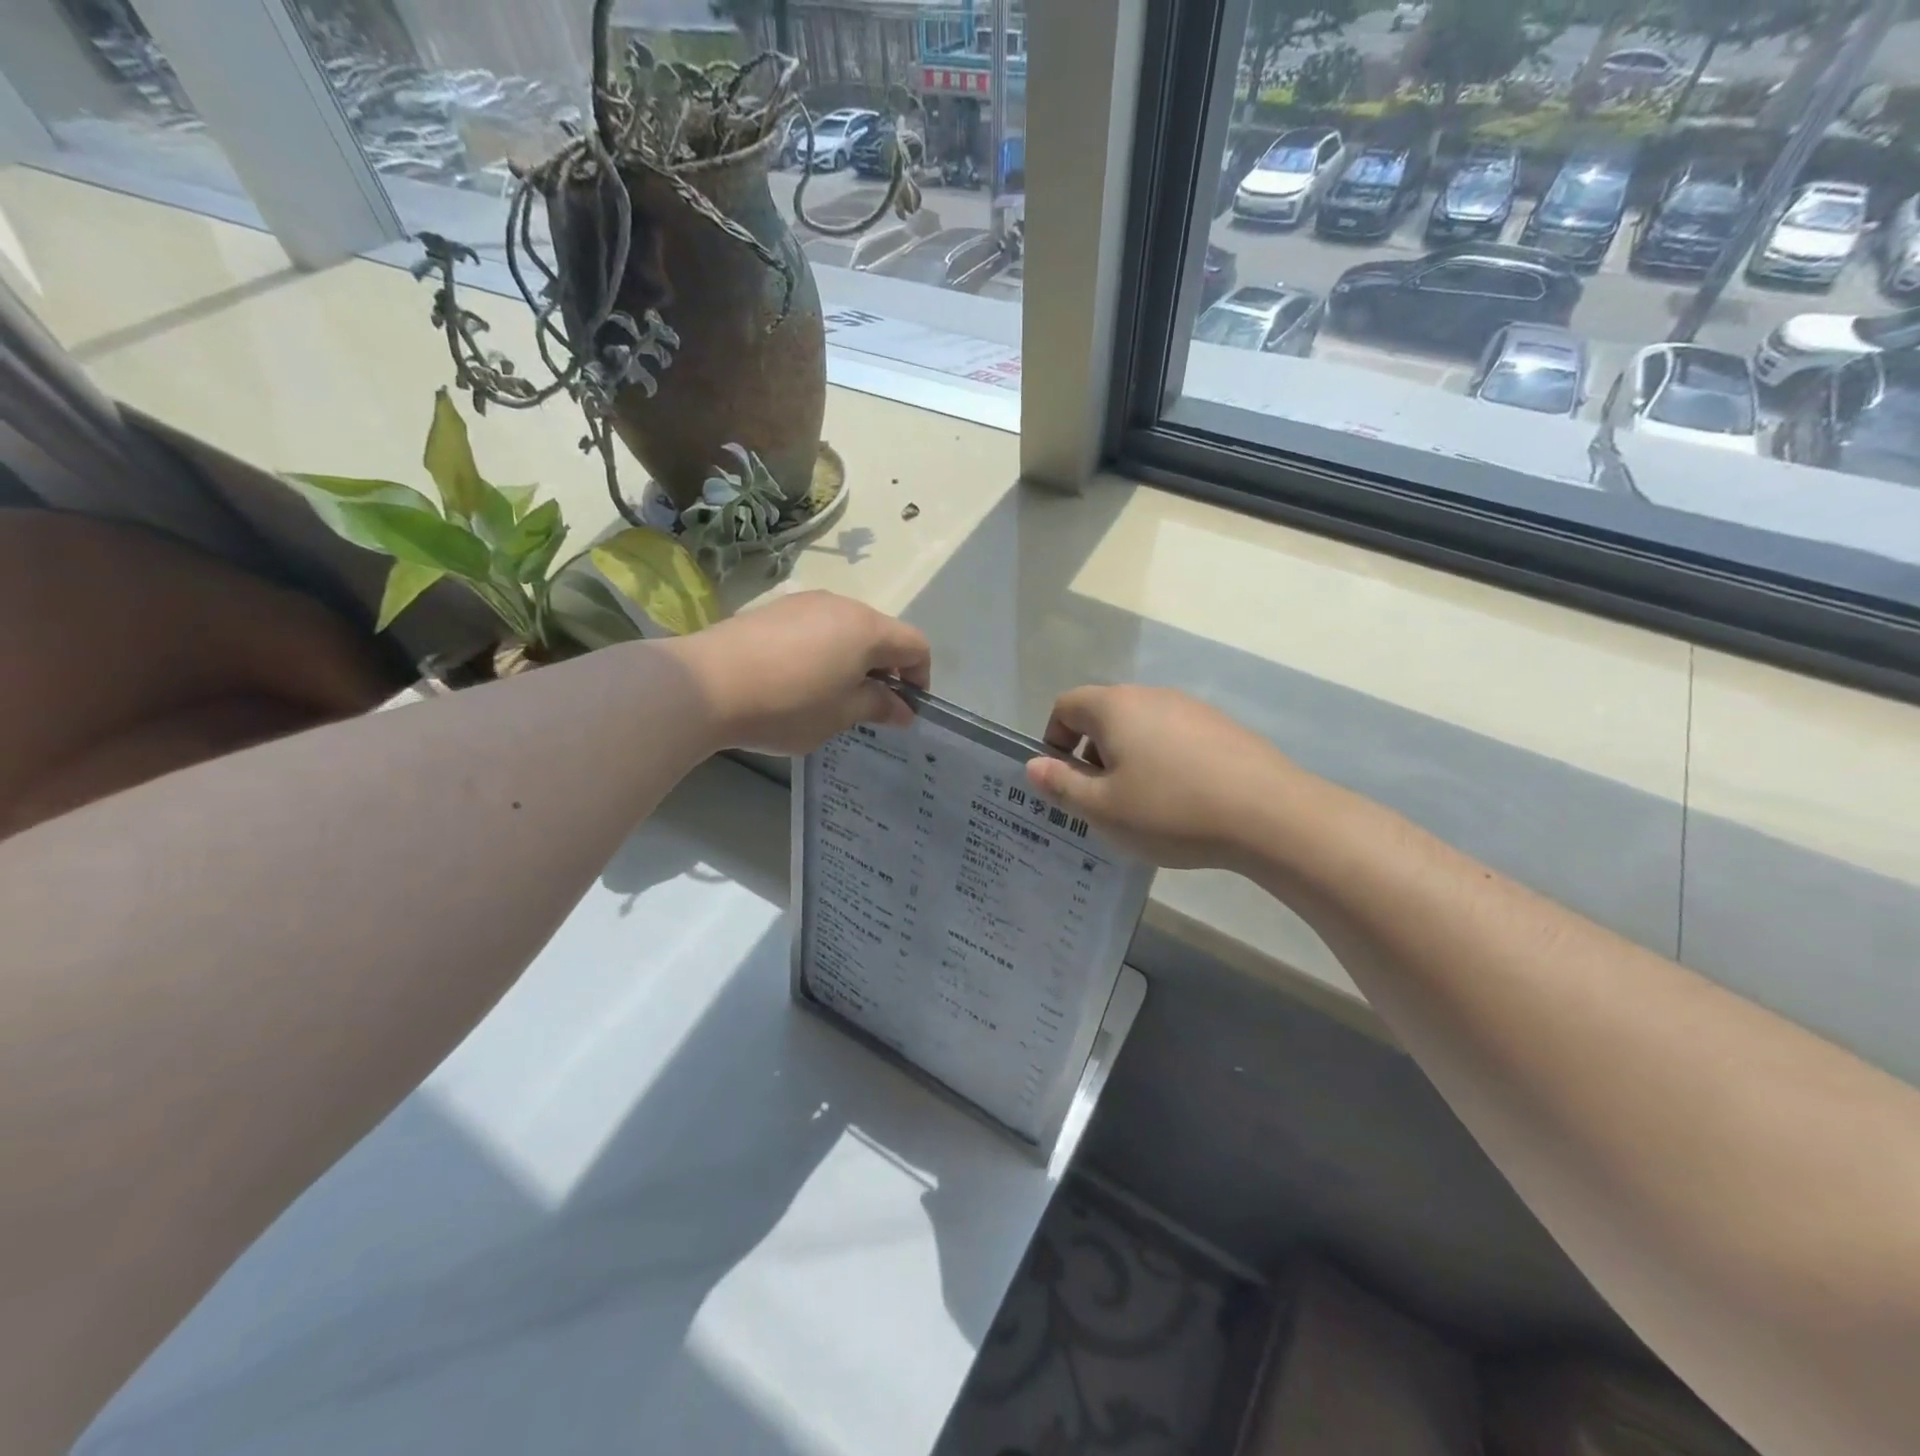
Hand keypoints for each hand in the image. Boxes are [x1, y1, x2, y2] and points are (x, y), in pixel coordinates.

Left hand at [669, 591, 930, 755]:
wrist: (705, 685)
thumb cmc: (787, 704)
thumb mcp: (840, 715)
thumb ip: (877, 706)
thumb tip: (903, 709)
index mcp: (867, 630)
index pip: (915, 645)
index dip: (920, 678)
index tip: (904, 709)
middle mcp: (842, 606)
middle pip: (882, 633)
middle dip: (885, 669)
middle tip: (868, 707)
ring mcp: (805, 603)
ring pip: (847, 629)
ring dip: (853, 660)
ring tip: (831, 696)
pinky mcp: (774, 610)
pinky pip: (816, 628)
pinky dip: (823, 651)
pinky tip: (798, 680)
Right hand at [1025, 685, 1296, 869]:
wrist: (1269, 814)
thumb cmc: (1171, 810)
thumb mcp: (1104, 808)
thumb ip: (1062, 785)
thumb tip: (1034, 765)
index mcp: (1115, 707)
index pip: (1066, 705)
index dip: (1053, 739)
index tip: (1063, 779)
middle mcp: (1151, 695)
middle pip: (1104, 714)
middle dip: (1091, 753)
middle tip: (1100, 798)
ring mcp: (1191, 708)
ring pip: (1141, 727)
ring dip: (1128, 758)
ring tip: (1141, 804)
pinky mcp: (1222, 727)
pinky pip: (1175, 738)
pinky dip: (1163, 761)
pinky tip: (1182, 800)